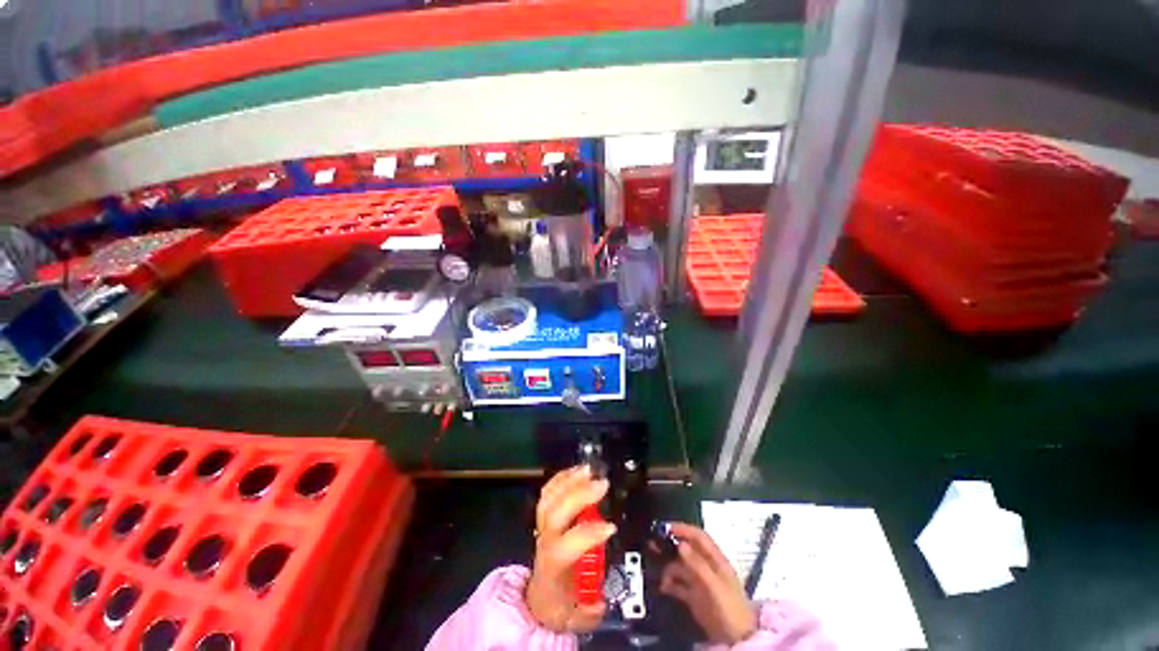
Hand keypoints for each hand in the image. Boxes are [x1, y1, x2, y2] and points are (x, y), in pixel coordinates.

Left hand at [525, 466, 616, 632]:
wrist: (539, 596)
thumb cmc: (560, 604)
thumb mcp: (576, 617)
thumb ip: (589, 610)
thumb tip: (601, 600)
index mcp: (553, 566)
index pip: (565, 546)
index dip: (587, 534)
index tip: (611, 527)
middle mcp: (545, 541)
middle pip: (555, 513)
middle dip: (578, 496)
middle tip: (602, 484)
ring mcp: (541, 525)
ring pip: (549, 498)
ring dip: (569, 481)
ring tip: (589, 470)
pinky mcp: (543, 516)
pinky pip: (547, 492)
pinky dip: (561, 478)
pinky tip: (577, 470)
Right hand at [659, 523, 757, 644]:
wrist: (737, 641)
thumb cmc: (730, 609)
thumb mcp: (714, 585)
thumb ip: (698, 565)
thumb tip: (680, 544)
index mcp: (716, 560)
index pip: (698, 537)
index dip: (683, 529)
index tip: (665, 527)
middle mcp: (707, 567)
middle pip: (687, 550)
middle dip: (670, 546)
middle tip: (653, 544)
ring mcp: (700, 582)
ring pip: (680, 567)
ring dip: (668, 568)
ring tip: (659, 574)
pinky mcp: (694, 597)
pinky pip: (678, 585)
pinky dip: (669, 584)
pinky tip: (662, 587)